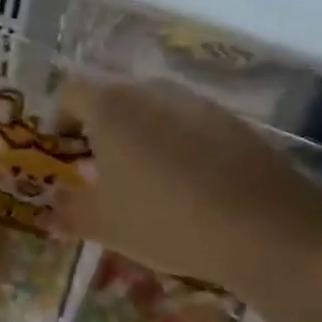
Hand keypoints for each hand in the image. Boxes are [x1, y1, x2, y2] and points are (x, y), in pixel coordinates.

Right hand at [57, 77, 321, 294]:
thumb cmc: (167, 219)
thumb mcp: (105, 225)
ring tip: (144, 180)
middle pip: (111, 98)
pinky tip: (187, 185)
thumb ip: (69, 211)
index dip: (60, 120)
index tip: (65, 155)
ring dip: (138, 136)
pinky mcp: (230, 120)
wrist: (267, 228)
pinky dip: (175, 145)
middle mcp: (150, 92)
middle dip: (99, 130)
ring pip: (150, 110)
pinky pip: (186, 124)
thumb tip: (53, 206)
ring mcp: (194, 103)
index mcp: (111, 108)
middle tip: (100, 172)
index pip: (70, 93)